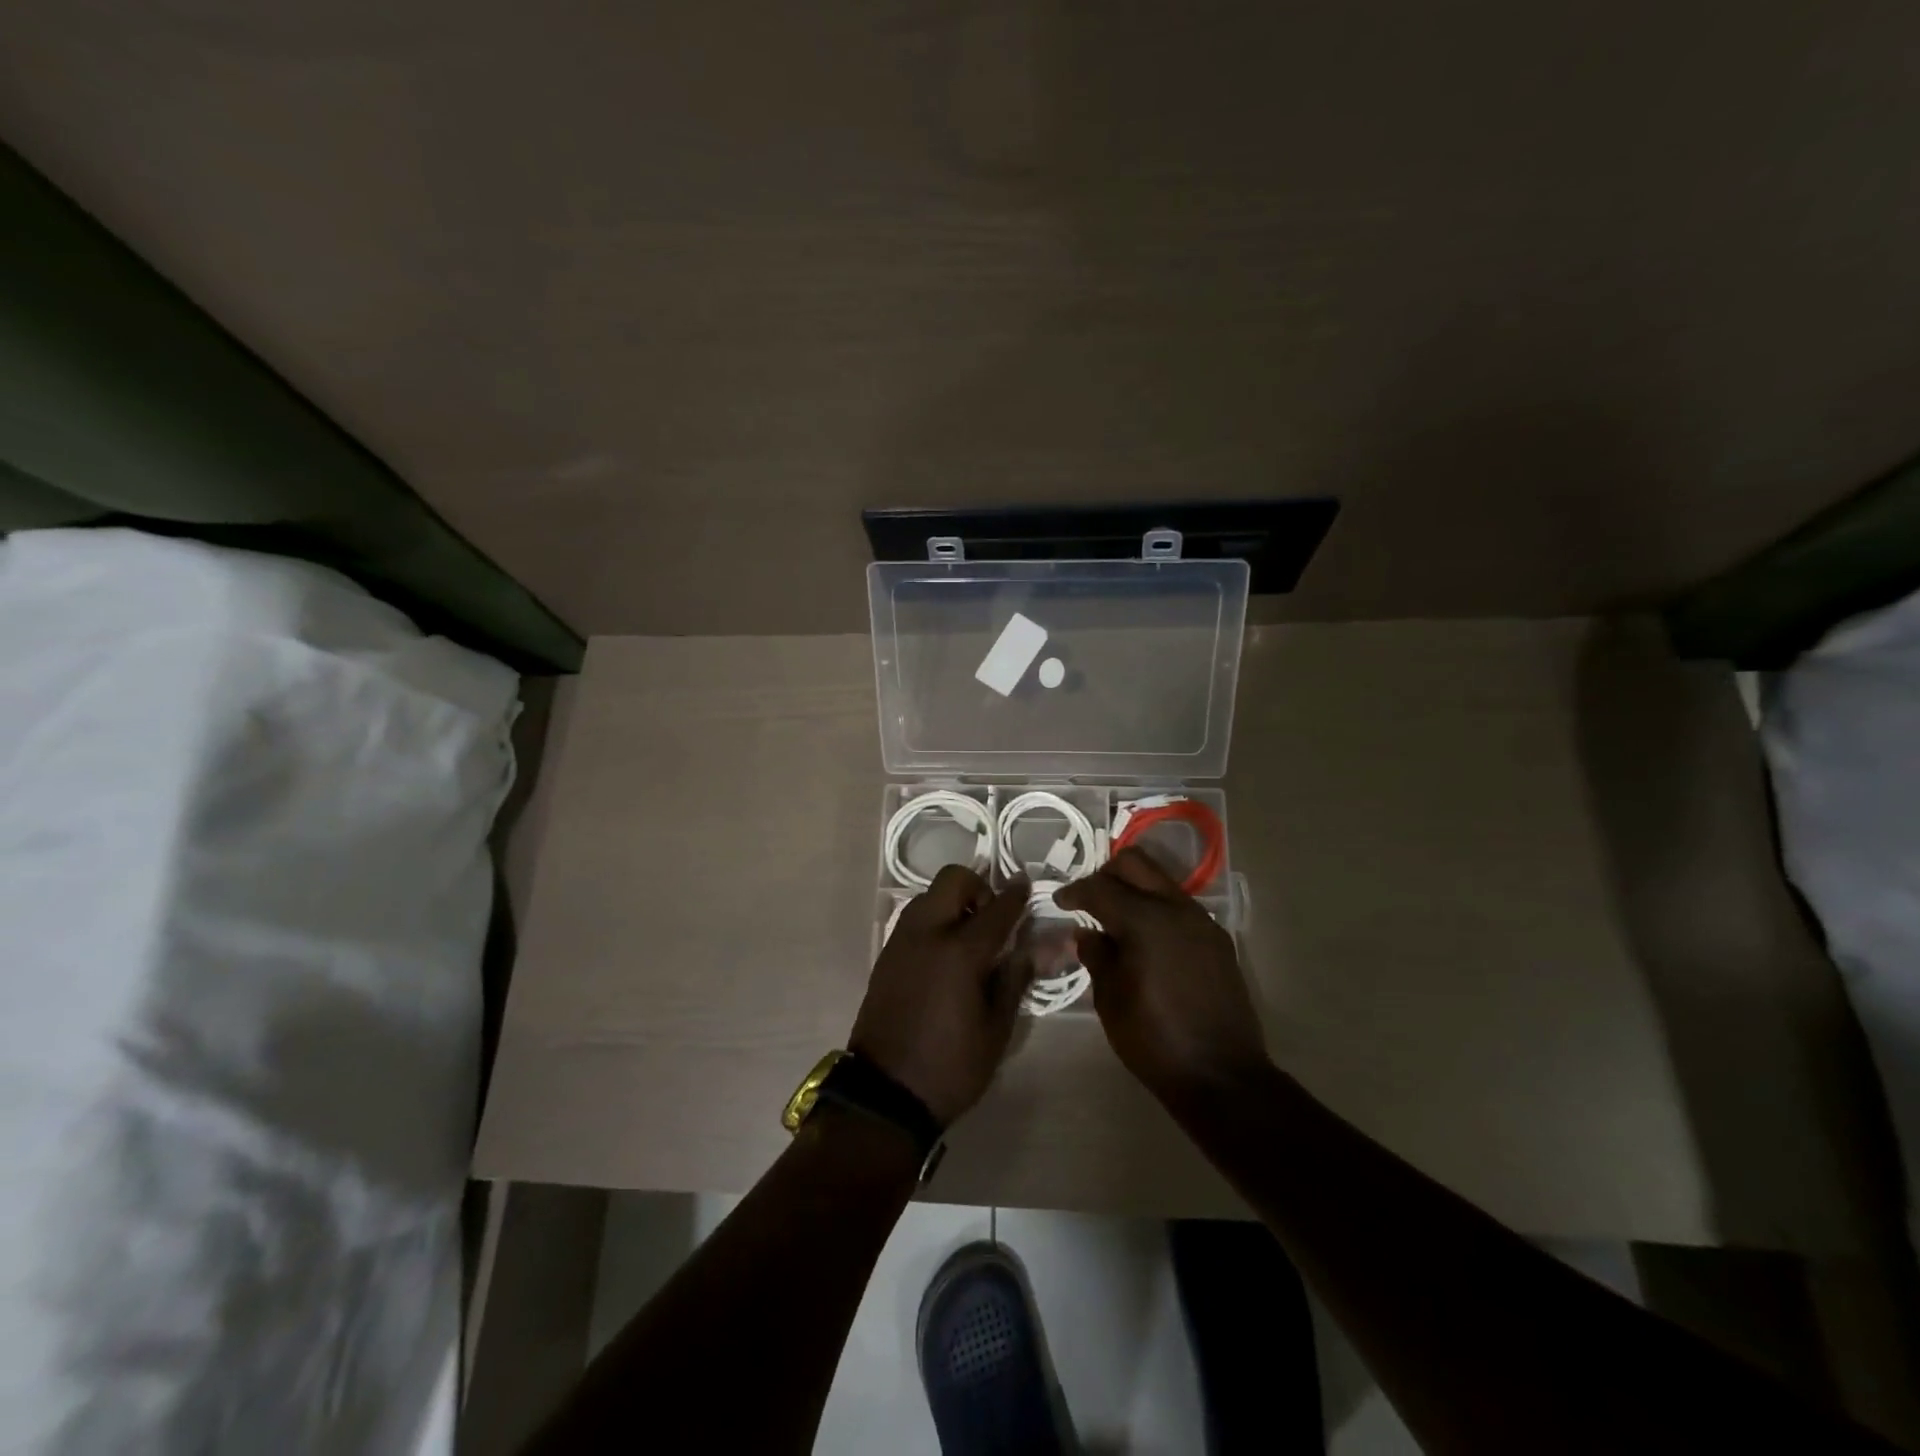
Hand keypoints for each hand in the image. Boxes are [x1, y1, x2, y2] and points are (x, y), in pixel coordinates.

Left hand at [850, 866, 1030, 1126]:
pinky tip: (945, 952)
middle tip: (992, 917)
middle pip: (953, 880)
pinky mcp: (886, 954)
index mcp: (960, 952)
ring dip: (953, 901)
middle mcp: (927, 933)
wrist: (885, 1092)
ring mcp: (901, 940)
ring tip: (969, 936)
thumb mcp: (996, 1029)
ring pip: (930, 895)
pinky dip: (934, 918)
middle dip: (978, 886)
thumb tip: (1033, 947)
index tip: (1026, 884)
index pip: (997, 908)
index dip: (1016, 894)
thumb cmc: (951, 1066)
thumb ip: (1014, 979)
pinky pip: (914, 918)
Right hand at [1055, 849, 1269, 1103]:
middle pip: (1136, 864)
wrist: (1222, 1077)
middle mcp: (1176, 909)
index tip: (1059, 902)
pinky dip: (1156, 910)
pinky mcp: (1217, 940)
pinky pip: (1180, 908)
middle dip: (1106, 874)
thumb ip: (1096, 956)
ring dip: (1135, 890)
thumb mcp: (1110, 999)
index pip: (1100, 887)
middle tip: (1089, 901)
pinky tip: (1146, 942)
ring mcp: (1202, 922)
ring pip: (1161, 882)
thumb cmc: (1154, 1040)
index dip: (1075, 892)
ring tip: (1116, 921)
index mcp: (1145, 921)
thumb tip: (1087, 933)